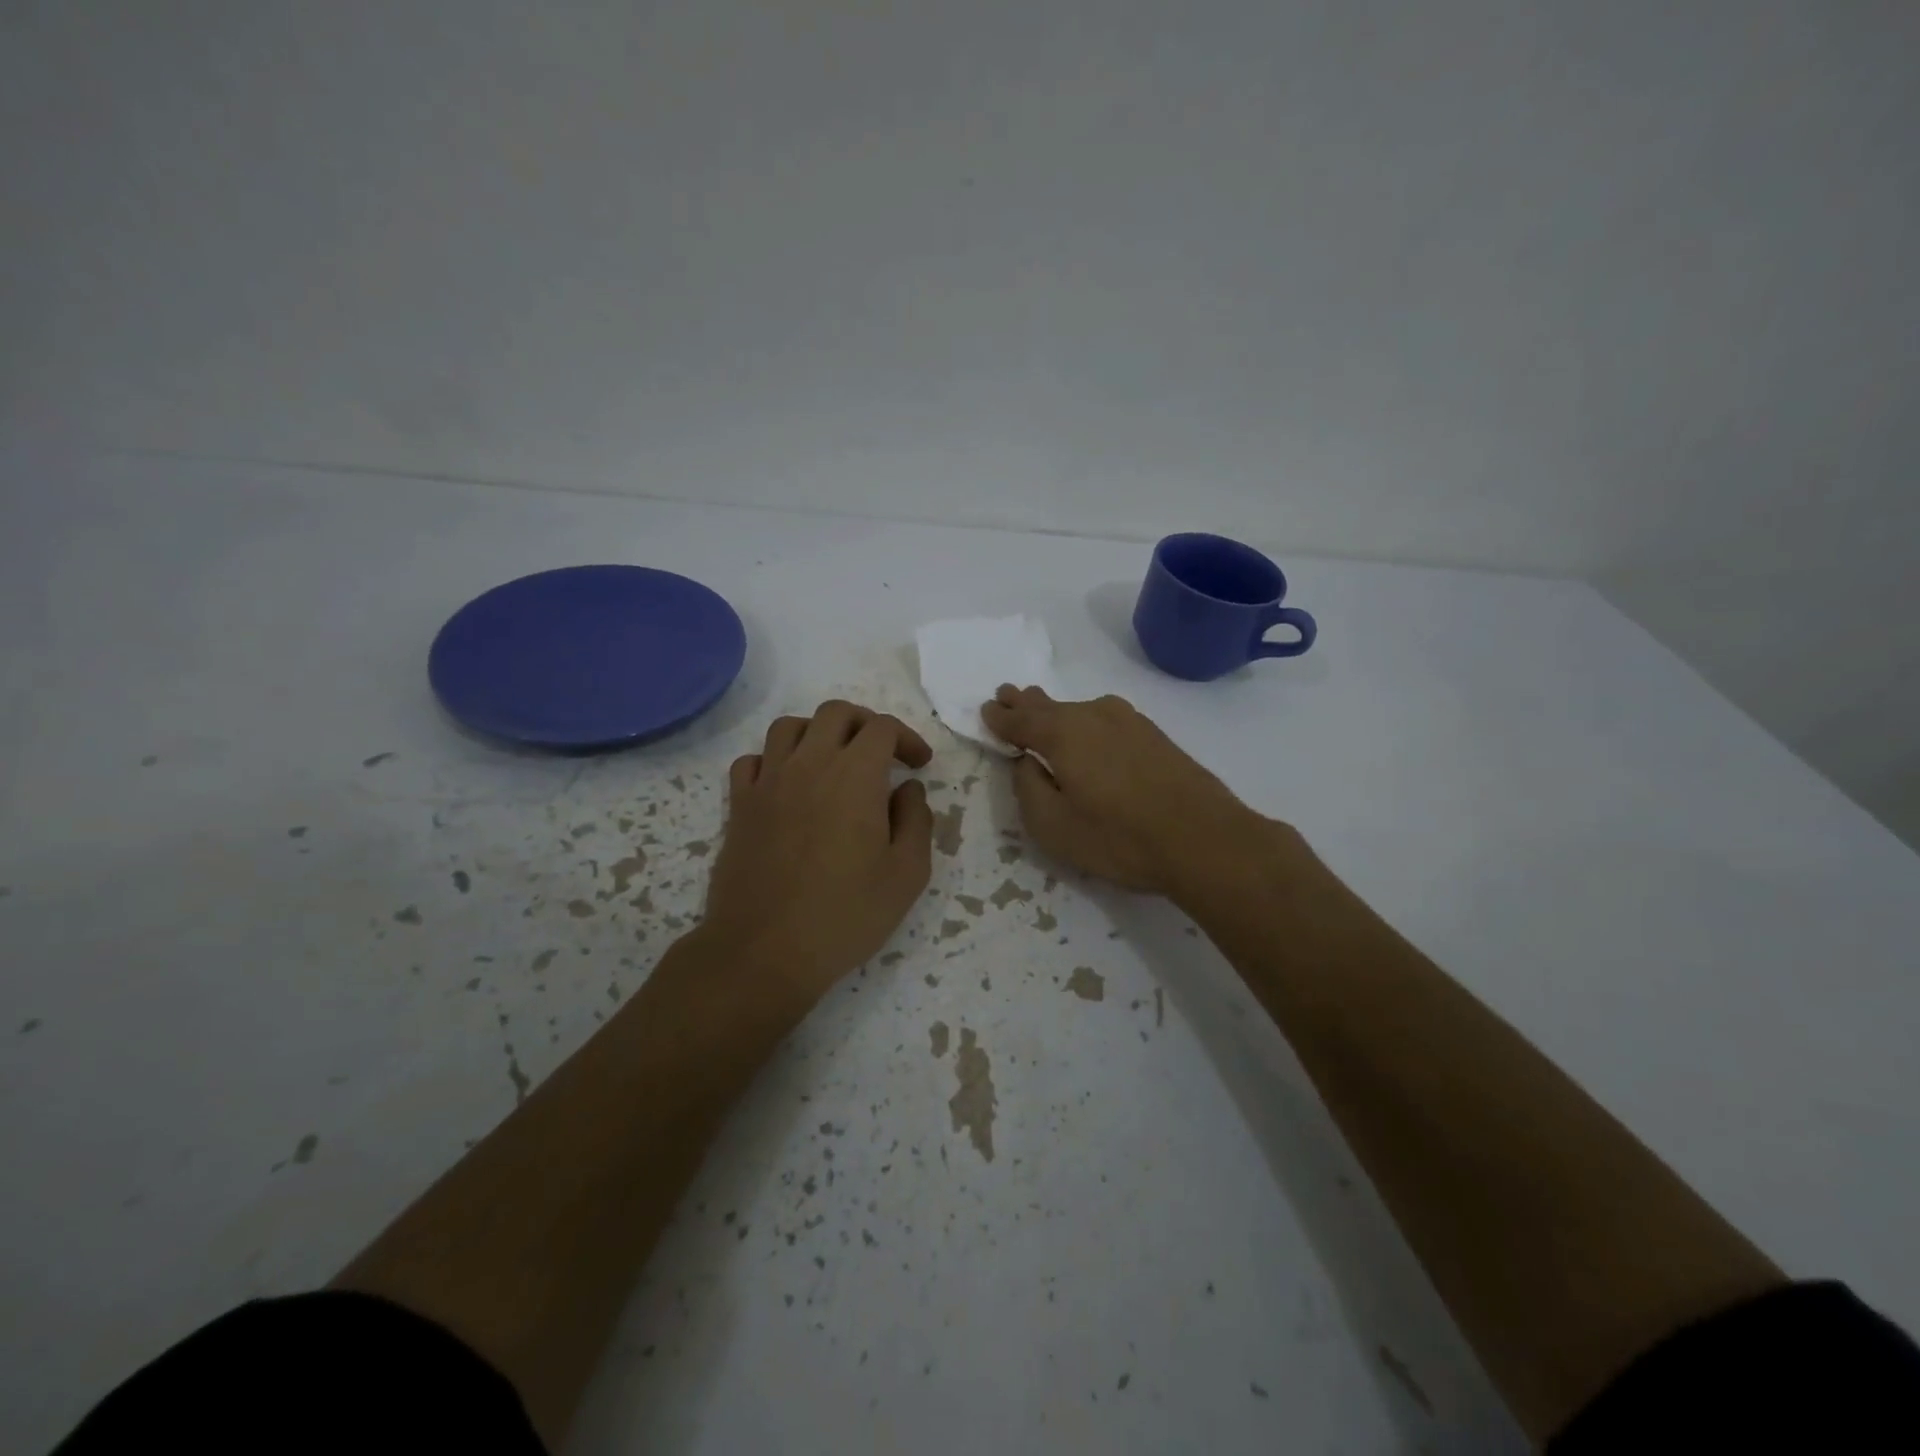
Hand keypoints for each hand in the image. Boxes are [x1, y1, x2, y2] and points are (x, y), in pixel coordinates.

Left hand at [704, 700, 933, 1000]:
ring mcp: (768, 782)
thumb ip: (916, 821)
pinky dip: (774, 760)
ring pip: (789, 727)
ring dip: (818, 733)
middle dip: (866, 723)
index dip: (907, 738)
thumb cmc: (845, 915)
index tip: (920, 765)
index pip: (882, 728)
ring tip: (834, 762)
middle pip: (835, 713)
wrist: (764, 951)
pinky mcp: (739, 805)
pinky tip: (788, 785)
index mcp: (855, 775)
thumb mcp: (907, 874)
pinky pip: (753, 760)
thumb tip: (907, 789)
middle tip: (882, 754)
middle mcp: (808, 764)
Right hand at [981, 685, 1267, 895]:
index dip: (1000, 717)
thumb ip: (1028, 789)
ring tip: (1043, 710)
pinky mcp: (1153, 735)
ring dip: (1057, 710)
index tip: (986, 710)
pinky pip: (1105, 719)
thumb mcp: (1054, 826)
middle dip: (1025, 702)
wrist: (1205, 839)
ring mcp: (1128, 721)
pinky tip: (1089, 731)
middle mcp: (1093, 715)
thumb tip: (1026, 762)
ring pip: (1079, 710)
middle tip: (1007, 694)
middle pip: (1049, 705)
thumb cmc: (1119, 838)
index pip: (1020, 719)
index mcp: (1062, 733)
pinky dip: (1086, 721)